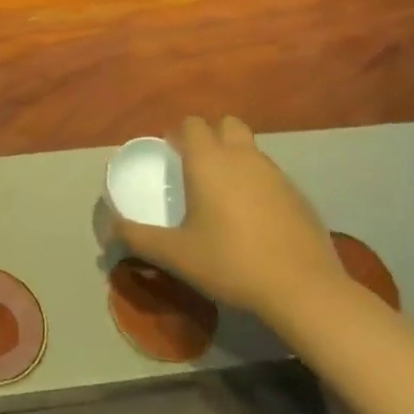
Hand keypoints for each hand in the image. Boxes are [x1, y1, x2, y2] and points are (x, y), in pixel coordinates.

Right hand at [110, 115, 343, 323]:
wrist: (303, 290)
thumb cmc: (230, 263)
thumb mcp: (175, 254)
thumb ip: (138, 237)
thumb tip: (110, 228)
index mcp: (209, 161)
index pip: (192, 124)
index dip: (179, 134)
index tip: (171, 155)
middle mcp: (243, 157)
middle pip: (227, 124)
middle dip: (212, 136)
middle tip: (198, 168)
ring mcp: (276, 174)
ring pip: (251, 150)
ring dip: (236, 159)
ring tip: (225, 196)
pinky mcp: (300, 196)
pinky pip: (272, 176)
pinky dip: (259, 185)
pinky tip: (255, 220)